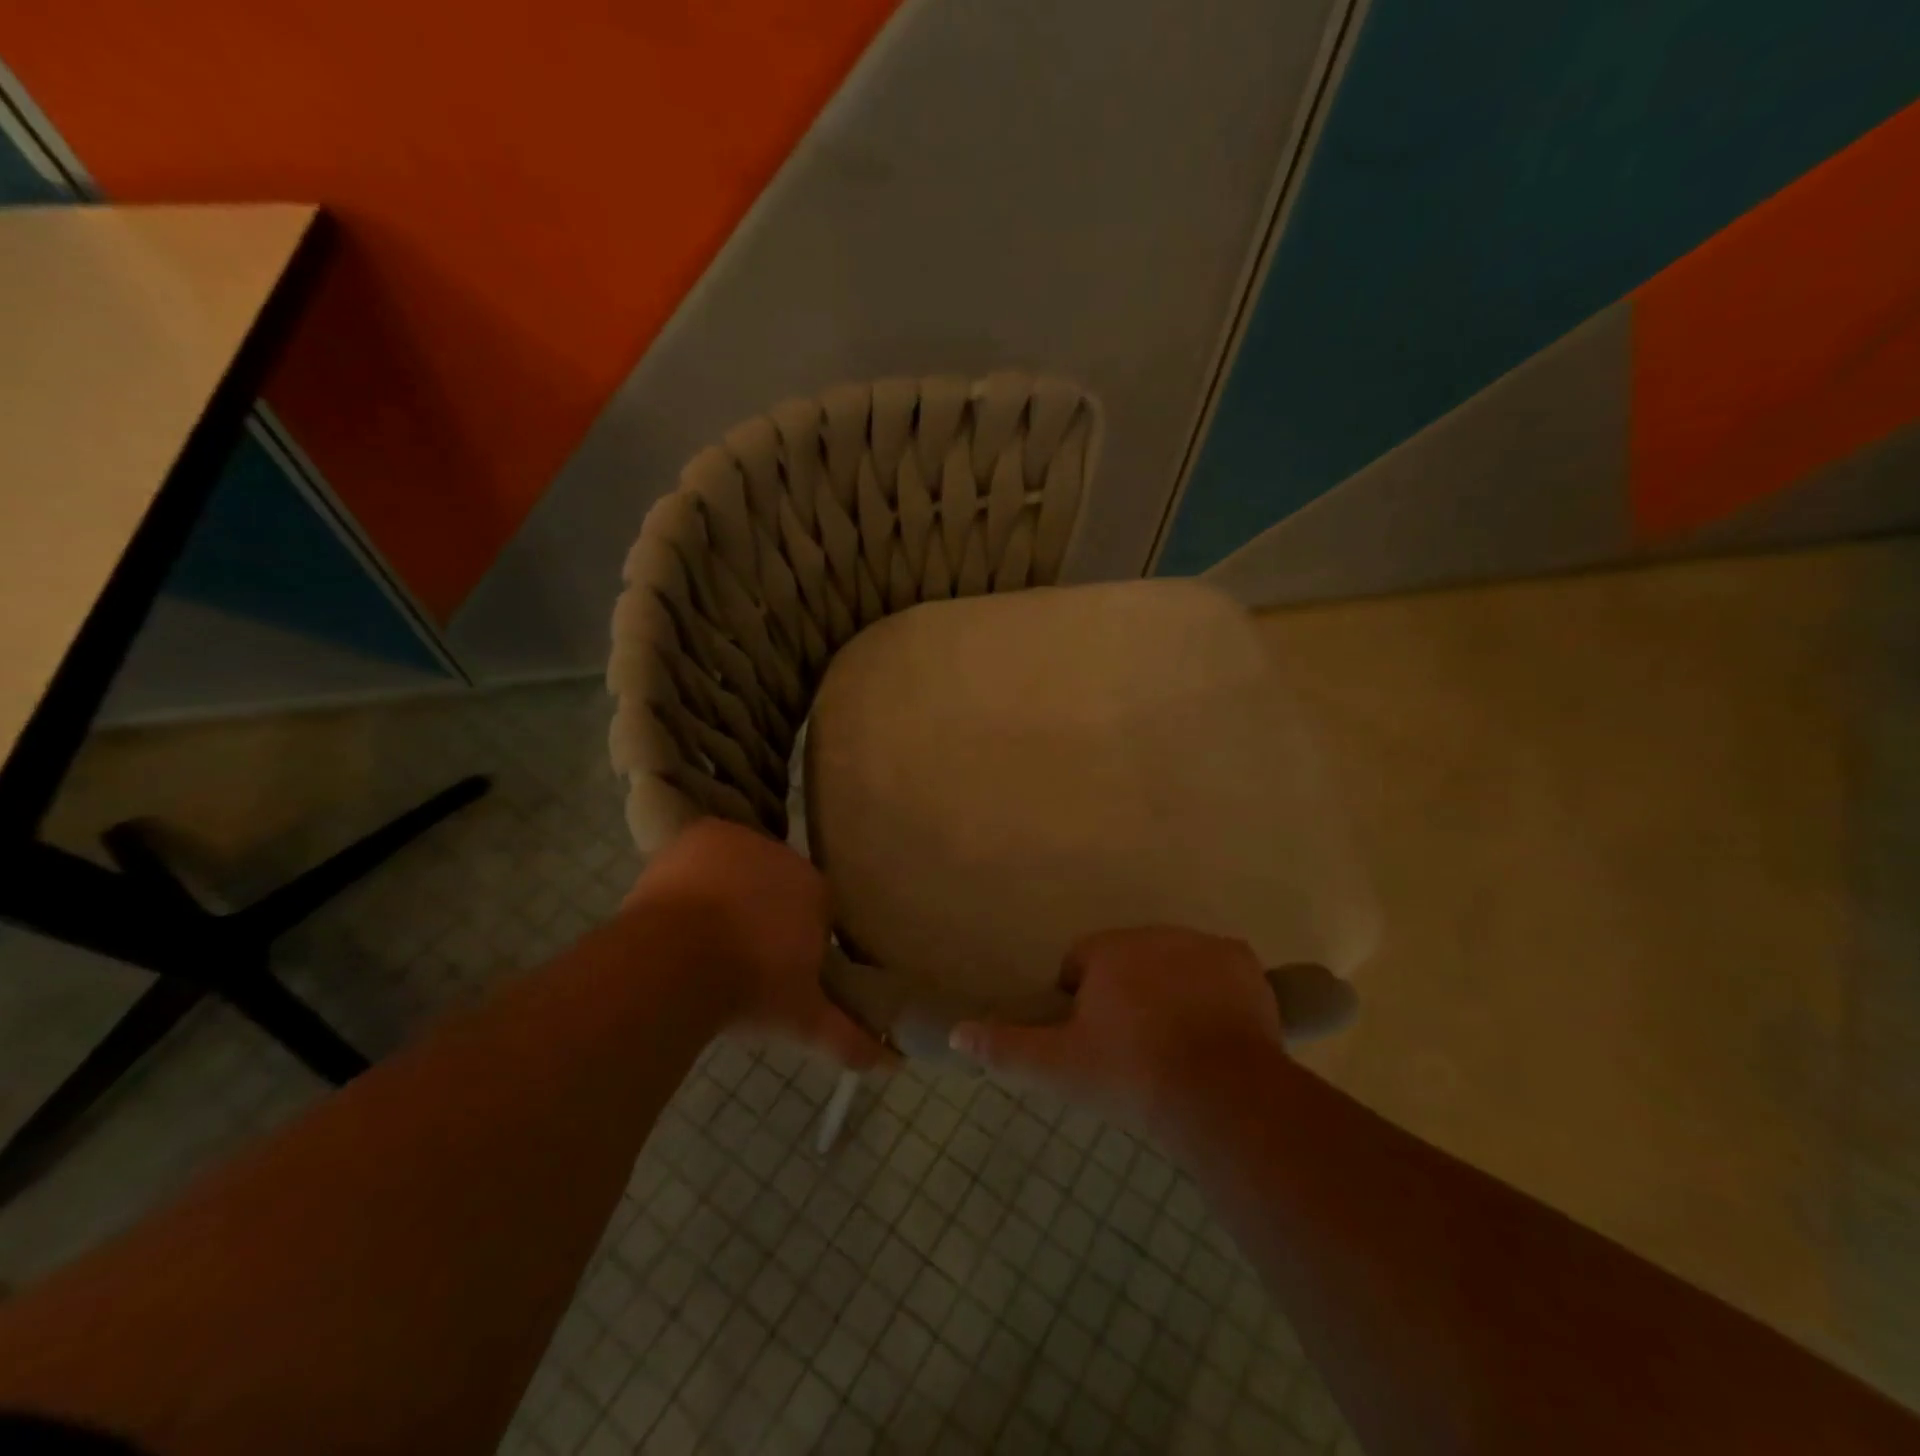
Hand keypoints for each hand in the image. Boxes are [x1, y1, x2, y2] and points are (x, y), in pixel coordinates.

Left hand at [626, 818, 888, 1068]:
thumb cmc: (748, 988)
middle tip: (736, 951)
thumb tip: (893, 1064)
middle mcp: (786, 859)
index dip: (793, 935)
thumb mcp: (800, 1019)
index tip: (773, 964)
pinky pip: (706, 848)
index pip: (815, 907)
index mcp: (816, 894)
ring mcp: (743, 843)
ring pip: (742, 864)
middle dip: (762, 910)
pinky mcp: (702, 835)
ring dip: (730, 888)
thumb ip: (846, 1036)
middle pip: (778, 883)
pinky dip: (698, 867)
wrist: (676, 961)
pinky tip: (683, 901)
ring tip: (701, 931)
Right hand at [949, 926, 1282, 1128]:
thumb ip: (1007, 1047)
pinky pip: (1217, 970)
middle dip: (1126, 992)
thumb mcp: (1061, 1068)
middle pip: (1128, 959)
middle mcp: (1154, 934)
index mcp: (1108, 950)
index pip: (1080, 962)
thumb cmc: (1132, 1074)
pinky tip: (1214, 1030)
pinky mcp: (1243, 963)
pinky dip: (1212, 991)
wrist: (1221, 1094)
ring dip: (1168, 990)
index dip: (1080, 1000)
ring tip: (1175, 1044)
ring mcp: (1202, 945)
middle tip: (1134, 1048)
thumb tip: (956, 1032)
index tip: (1093, 1040)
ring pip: (1172, 962)